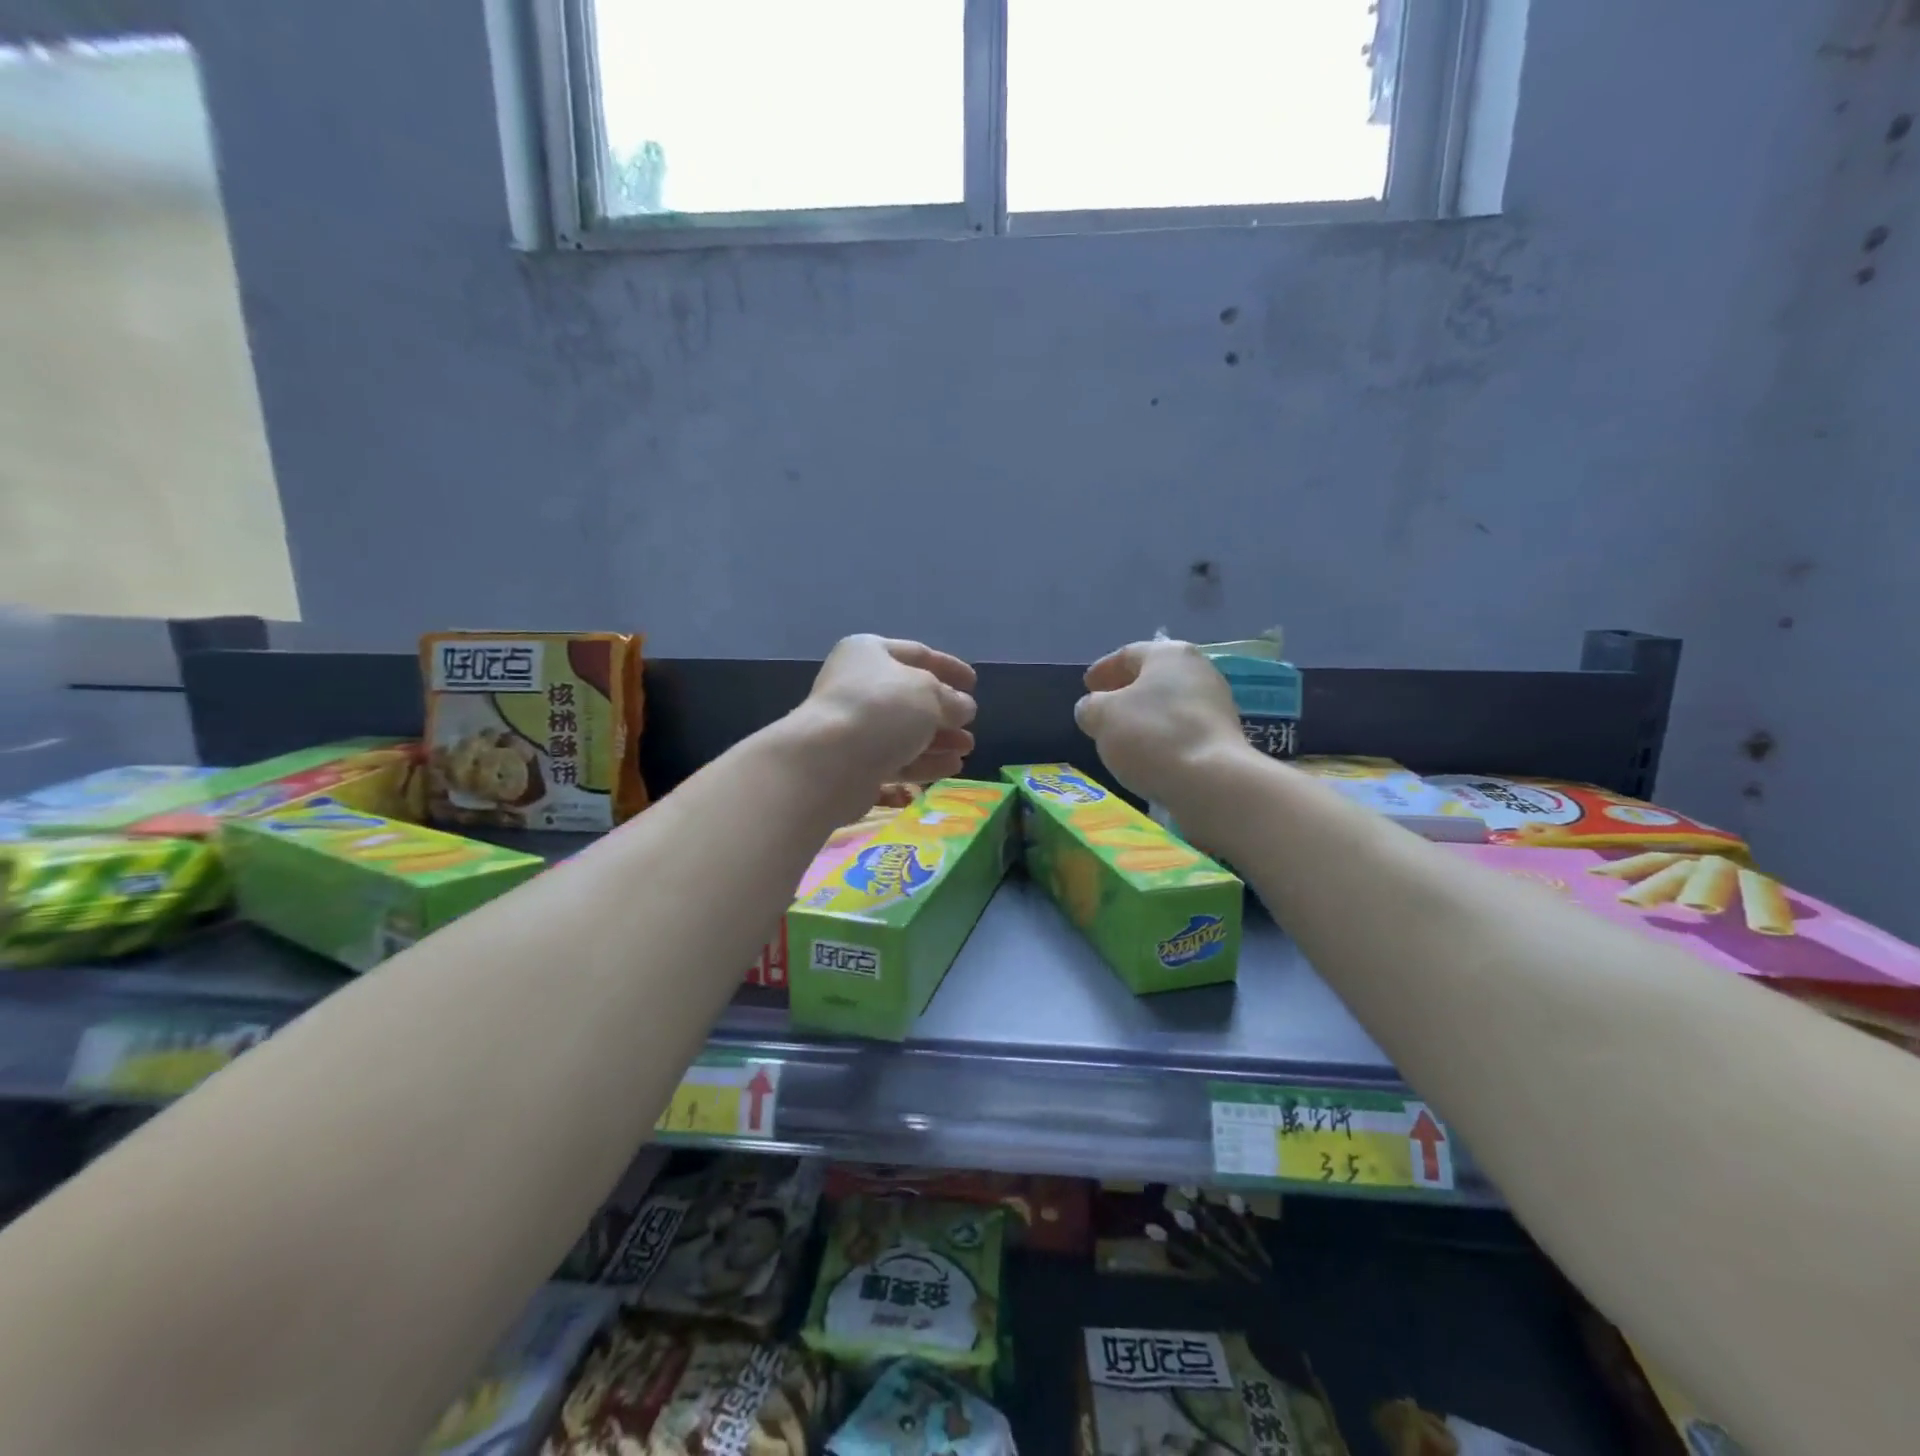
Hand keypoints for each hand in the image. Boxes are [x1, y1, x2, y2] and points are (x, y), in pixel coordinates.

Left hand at [792, 636, 976, 811]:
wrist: (829, 762)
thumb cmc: (881, 710)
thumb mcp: (929, 694)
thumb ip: (952, 699)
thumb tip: (963, 707)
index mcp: (868, 653)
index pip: (917, 654)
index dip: (948, 667)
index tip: (974, 682)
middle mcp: (857, 685)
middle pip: (910, 697)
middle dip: (945, 712)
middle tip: (970, 725)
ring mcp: (854, 727)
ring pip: (904, 731)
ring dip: (938, 740)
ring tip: (966, 750)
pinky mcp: (854, 763)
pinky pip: (895, 759)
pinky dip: (923, 763)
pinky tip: (951, 768)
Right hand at [1074, 639, 1250, 807]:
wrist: (1211, 780)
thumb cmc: (1151, 735)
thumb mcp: (1102, 716)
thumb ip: (1090, 706)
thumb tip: (1093, 709)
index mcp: (1169, 654)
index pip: (1128, 654)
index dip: (1103, 669)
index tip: (1086, 686)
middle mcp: (1198, 669)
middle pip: (1152, 677)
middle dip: (1124, 691)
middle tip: (1102, 708)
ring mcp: (1216, 703)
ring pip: (1168, 703)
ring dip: (1144, 714)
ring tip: (1121, 734)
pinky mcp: (1223, 735)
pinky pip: (1182, 727)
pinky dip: (1162, 733)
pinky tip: (1148, 752)